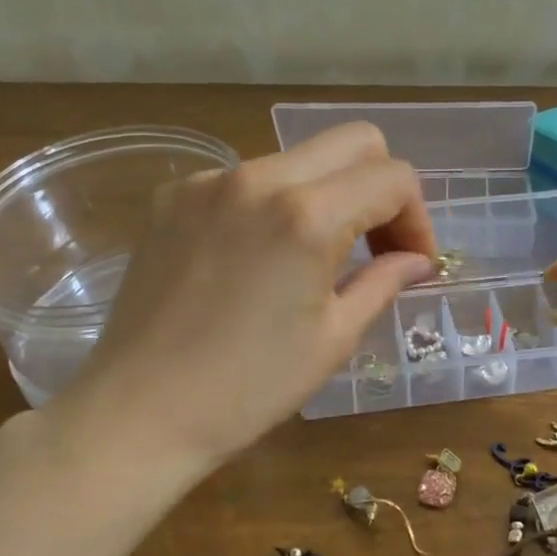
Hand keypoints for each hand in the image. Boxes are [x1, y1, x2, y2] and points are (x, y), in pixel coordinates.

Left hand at [49, 123, 436, 471]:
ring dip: (327, 194)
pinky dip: (273, 205)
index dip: (418, 218)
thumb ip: (384, 281)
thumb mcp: (334, 337)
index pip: (393, 177)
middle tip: (377, 245)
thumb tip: (417, 261)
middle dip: (381, 187)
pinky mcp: (173, 196)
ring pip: (298, 158)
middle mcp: (259, 178)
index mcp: (308, 216)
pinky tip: (259, 259)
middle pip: (353, 142)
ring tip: (317, 258)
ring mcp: (210, 182)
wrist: (139, 412)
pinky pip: (246, 179)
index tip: (411, 263)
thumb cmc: (250, 388)